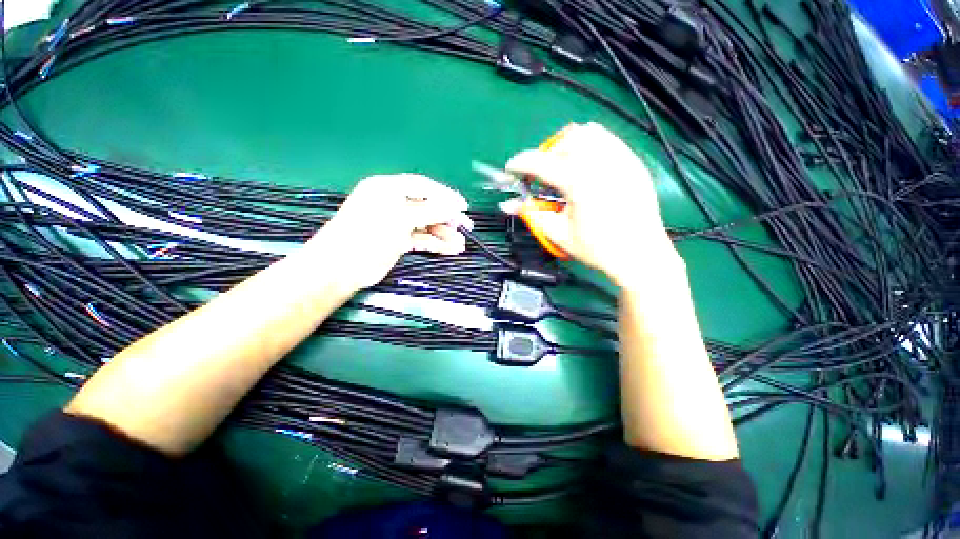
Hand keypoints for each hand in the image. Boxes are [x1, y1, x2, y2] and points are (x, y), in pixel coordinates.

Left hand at [305, 174, 472, 292]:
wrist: (341, 267)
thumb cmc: (368, 235)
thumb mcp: (401, 218)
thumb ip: (430, 211)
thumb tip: (455, 207)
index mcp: (388, 188)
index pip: (423, 187)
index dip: (445, 195)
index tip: (463, 206)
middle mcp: (393, 203)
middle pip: (427, 206)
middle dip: (448, 217)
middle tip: (467, 227)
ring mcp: (396, 223)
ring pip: (426, 225)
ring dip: (444, 234)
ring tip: (461, 244)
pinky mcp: (398, 241)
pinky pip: (421, 238)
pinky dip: (435, 243)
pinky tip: (450, 249)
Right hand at [504, 122, 679, 287]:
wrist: (640, 255)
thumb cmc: (597, 249)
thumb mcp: (559, 234)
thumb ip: (532, 214)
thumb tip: (508, 204)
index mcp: (580, 183)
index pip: (541, 162)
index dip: (520, 163)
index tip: (510, 169)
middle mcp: (602, 163)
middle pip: (563, 141)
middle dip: (545, 155)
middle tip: (540, 176)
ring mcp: (621, 159)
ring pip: (586, 134)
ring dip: (566, 146)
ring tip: (562, 168)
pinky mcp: (632, 162)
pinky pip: (606, 139)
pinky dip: (589, 145)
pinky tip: (585, 166)